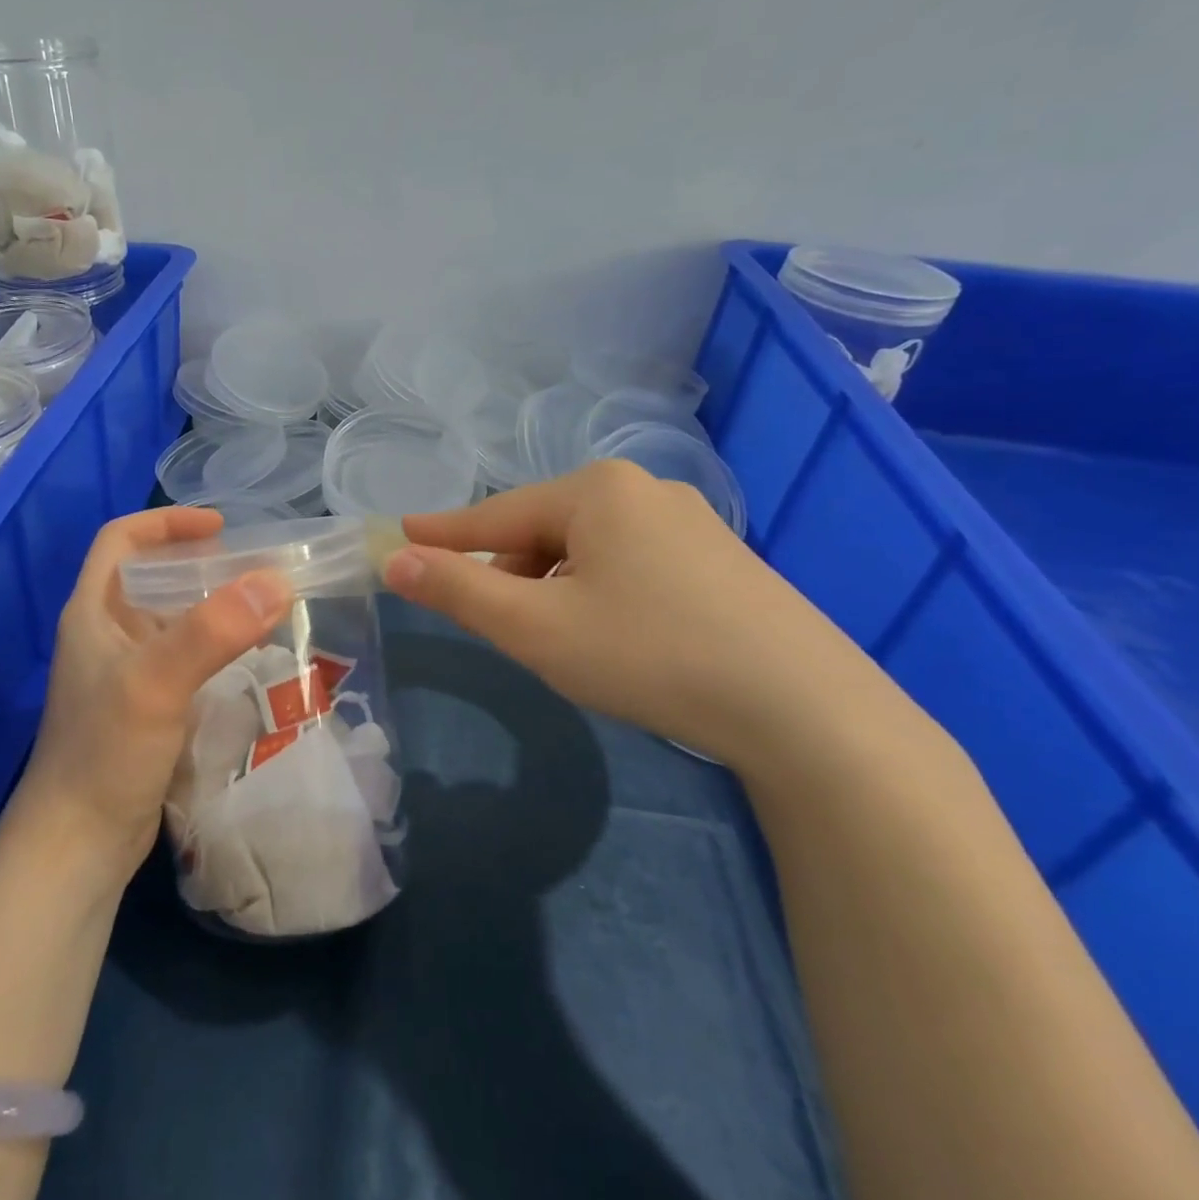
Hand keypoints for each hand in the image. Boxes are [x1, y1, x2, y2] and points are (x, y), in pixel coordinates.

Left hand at [15, 507, 292, 884]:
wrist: (78, 845)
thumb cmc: (105, 753)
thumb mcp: (156, 683)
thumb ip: (213, 629)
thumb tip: (277, 580)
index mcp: (93, 612)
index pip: (121, 541)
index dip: (166, 522)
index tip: (220, 525)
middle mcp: (106, 635)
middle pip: (151, 577)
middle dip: (200, 564)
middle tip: (254, 567)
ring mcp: (125, 674)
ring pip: (171, 620)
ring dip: (211, 607)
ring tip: (262, 606)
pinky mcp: (145, 708)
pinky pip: (183, 659)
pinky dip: (213, 647)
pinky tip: (247, 657)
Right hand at [382, 461, 882, 764]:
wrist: (805, 709)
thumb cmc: (648, 654)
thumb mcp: (534, 627)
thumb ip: (457, 590)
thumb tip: (393, 559)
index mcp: (594, 491)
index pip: (495, 514)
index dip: (443, 533)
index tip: (401, 533)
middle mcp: (642, 490)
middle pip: (543, 530)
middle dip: (510, 573)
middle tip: (497, 623)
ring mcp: (689, 522)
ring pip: (587, 549)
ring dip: (554, 586)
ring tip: (556, 637)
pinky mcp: (720, 558)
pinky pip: (630, 562)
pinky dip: (598, 591)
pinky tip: (614, 633)